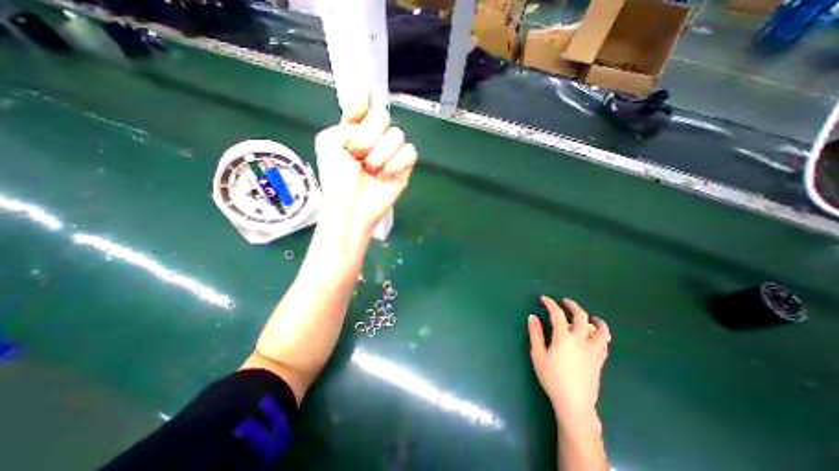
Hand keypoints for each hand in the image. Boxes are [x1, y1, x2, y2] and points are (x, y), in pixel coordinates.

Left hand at [313, 102, 417, 234]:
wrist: (351, 207)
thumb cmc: (337, 180)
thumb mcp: (328, 144)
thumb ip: (347, 124)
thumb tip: (369, 127)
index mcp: (354, 131)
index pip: (364, 106)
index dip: (362, 105)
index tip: (358, 111)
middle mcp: (373, 139)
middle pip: (383, 116)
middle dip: (369, 134)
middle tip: (358, 154)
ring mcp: (390, 153)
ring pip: (397, 135)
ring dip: (381, 153)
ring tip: (371, 170)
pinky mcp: (404, 167)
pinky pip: (410, 152)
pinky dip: (396, 163)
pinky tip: (385, 174)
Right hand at [529, 299, 610, 426]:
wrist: (574, 404)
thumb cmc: (552, 378)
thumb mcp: (538, 355)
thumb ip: (536, 334)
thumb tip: (533, 317)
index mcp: (564, 338)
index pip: (557, 314)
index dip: (550, 304)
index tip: (544, 299)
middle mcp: (581, 340)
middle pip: (581, 317)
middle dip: (573, 306)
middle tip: (565, 302)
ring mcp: (593, 351)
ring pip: (601, 331)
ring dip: (595, 320)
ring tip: (590, 317)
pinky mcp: (599, 361)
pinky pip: (604, 344)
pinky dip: (601, 335)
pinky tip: (596, 337)